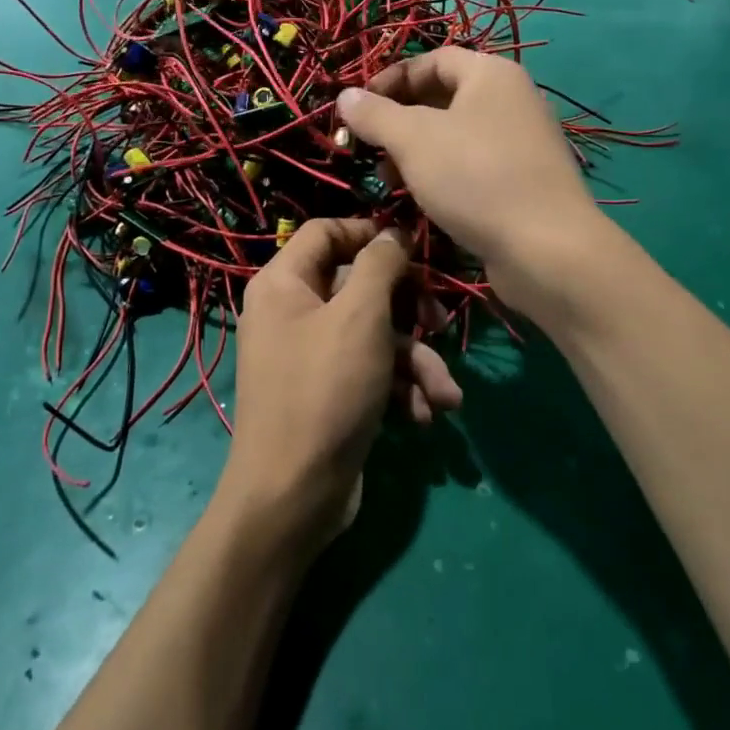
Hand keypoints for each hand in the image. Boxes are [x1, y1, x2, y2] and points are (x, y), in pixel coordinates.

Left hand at [222, 218, 460, 550]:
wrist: (293, 497)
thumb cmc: (325, 390)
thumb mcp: (360, 316)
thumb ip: (381, 264)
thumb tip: (393, 233)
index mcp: (284, 283)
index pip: (326, 232)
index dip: (370, 232)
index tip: (413, 247)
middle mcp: (293, 312)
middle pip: (359, 285)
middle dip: (408, 307)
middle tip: (440, 321)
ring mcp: (310, 355)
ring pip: (374, 334)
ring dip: (416, 360)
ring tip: (445, 392)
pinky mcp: (330, 392)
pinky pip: (370, 371)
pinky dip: (399, 388)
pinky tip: (424, 414)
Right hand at [337, 49, 600, 309]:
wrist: (546, 248)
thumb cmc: (475, 177)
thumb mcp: (413, 140)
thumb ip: (375, 114)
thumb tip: (345, 95)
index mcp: (491, 74)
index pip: (432, 59)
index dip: (390, 79)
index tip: (358, 108)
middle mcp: (512, 99)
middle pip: (443, 96)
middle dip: (399, 120)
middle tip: (371, 148)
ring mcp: (522, 141)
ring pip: (455, 134)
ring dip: (416, 151)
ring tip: (390, 180)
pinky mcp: (524, 179)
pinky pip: (473, 164)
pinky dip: (443, 173)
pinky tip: (423, 200)